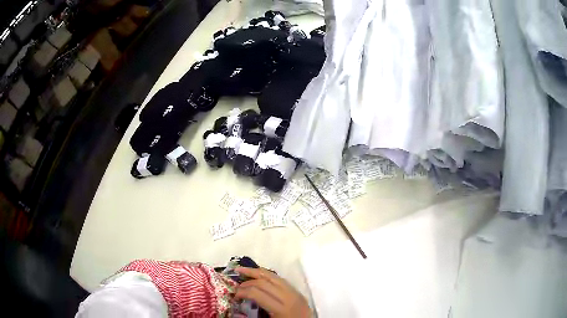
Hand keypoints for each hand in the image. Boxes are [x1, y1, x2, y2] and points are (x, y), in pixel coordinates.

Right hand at [234, 267, 311, 317]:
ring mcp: (295, 292)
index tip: (234, 296)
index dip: (242, 292)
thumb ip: (253, 317)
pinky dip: (267, 275)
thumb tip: (236, 311)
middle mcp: (289, 297)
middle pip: (264, 282)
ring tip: (241, 270)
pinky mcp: (297, 292)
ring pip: (273, 276)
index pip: (257, 293)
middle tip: (235, 287)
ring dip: (256, 272)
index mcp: (281, 309)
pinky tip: (258, 275)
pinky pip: (280, 279)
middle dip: (247, 282)